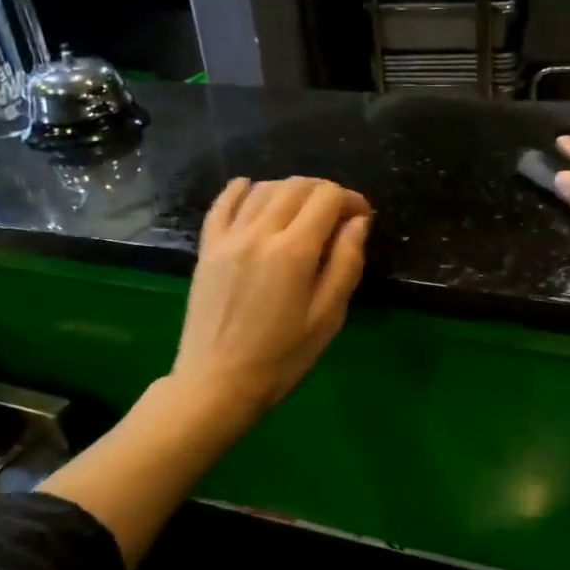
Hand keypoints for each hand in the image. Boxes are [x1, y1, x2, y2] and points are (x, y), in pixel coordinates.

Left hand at [172, 176, 372, 418]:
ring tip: (303, 212)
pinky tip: (253, 191)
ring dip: (289, 190)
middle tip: (338, 216)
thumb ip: (345, 264)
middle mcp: (259, 232)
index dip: (351, 200)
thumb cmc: (282, 358)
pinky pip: (223, 203)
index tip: (362, 218)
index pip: (327, 198)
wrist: (218, 383)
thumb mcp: (327, 318)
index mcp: (294, 251)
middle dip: (324, 192)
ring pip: (263, 189)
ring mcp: (228, 237)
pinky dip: (242, 190)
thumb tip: (357, 222)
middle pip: (296, 187)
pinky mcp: (208, 248)